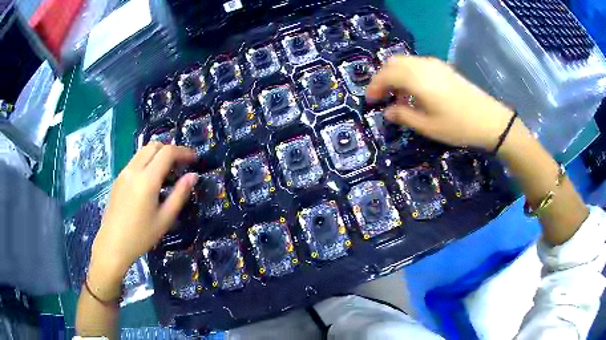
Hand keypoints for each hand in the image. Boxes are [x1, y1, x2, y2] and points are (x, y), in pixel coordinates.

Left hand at [88, 142, 197, 297]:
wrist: (112, 244)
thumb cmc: (141, 236)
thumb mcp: (165, 218)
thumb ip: (180, 194)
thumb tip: (193, 176)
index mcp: (147, 180)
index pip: (167, 152)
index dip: (183, 151)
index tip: (195, 159)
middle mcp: (134, 170)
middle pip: (154, 146)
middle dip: (171, 150)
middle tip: (181, 164)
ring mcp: (124, 172)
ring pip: (143, 151)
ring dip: (158, 154)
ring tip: (168, 171)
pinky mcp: (118, 178)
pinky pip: (135, 161)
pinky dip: (148, 161)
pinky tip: (151, 180)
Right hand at [366, 56, 514, 150]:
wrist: (490, 120)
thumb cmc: (458, 126)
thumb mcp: (428, 126)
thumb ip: (403, 116)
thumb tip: (387, 112)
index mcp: (416, 78)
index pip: (386, 74)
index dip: (374, 86)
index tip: (370, 101)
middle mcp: (423, 65)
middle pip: (394, 63)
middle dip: (383, 78)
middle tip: (381, 97)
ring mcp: (434, 64)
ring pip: (406, 62)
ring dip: (396, 76)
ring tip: (398, 97)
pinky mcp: (443, 68)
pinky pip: (418, 65)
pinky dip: (409, 74)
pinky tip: (415, 91)